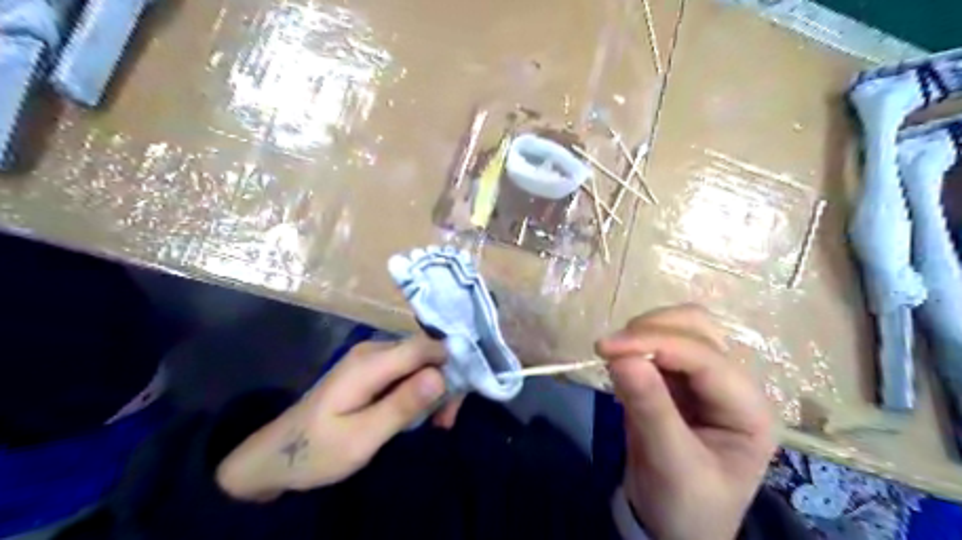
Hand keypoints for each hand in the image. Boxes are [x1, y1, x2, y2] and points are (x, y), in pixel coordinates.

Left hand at [218, 337, 456, 502]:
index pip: (424, 347)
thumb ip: (402, 405)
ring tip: (436, 423)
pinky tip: (419, 415)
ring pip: (419, 362)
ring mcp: (372, 358)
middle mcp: (373, 350)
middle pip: (424, 353)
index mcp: (369, 362)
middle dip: (443, 382)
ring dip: (433, 389)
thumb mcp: (362, 437)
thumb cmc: (318, 450)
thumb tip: (441, 375)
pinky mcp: (372, 369)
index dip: (449, 365)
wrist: (277, 455)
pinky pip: (407, 371)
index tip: (457, 400)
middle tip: (445, 422)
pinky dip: (419, 391)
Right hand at [598, 305, 775, 537]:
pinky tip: (620, 367)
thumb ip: (649, 408)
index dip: (656, 343)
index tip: (606, 347)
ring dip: (642, 334)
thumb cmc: (686, 507)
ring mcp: (703, 379)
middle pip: (697, 327)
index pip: (704, 357)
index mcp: (749, 409)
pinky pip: (656, 347)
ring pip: (677, 328)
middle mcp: (731, 385)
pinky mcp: (677, 381)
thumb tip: (620, 356)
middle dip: (651, 330)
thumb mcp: (671, 465)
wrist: (673, 528)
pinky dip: (635, 347)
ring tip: (613, 357)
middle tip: (610, 349)